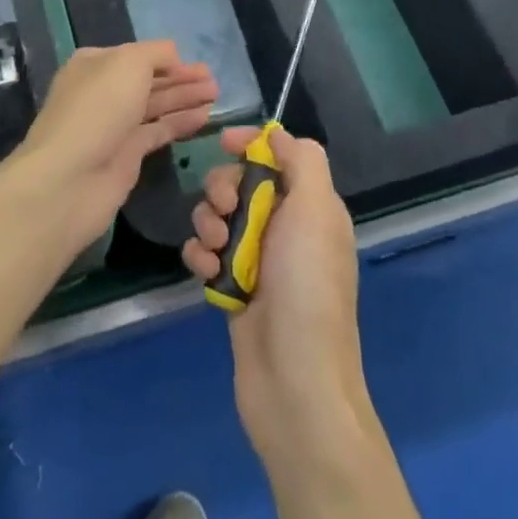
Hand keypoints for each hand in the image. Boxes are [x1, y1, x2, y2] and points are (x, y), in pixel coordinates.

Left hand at [11, 42, 216, 252]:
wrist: (69, 178)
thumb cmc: (98, 108)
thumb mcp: (128, 63)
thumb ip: (156, 54)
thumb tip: (174, 58)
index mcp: (95, 64)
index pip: (137, 55)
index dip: (167, 58)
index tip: (195, 63)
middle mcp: (103, 92)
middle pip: (148, 80)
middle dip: (181, 78)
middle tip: (214, 81)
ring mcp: (114, 125)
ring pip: (155, 106)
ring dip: (184, 99)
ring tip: (216, 96)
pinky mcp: (126, 155)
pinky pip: (158, 132)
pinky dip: (180, 123)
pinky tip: (204, 118)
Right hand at [181, 126, 376, 468]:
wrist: (294, 382)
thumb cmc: (307, 287)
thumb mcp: (317, 211)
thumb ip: (302, 161)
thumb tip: (277, 136)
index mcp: (311, 207)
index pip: (278, 155)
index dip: (250, 143)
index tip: (223, 142)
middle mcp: (285, 228)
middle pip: (240, 182)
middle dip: (223, 188)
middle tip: (227, 209)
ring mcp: (257, 259)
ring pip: (217, 216)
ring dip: (208, 224)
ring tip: (216, 251)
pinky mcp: (232, 288)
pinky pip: (205, 253)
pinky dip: (200, 256)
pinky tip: (206, 274)